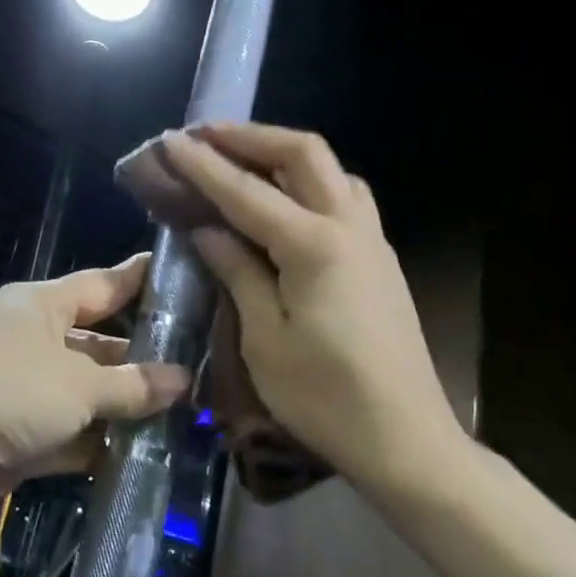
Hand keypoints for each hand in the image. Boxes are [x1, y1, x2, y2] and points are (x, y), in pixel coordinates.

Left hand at [0, 254, 189, 522]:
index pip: (104, 285)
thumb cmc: (5, 388)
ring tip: (189, 417)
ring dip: (127, 410)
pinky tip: (147, 457)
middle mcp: (35, 344)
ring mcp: (25, 395)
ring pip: (88, 397)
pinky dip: (100, 449)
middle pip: (100, 346)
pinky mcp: (19, 442)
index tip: (187, 281)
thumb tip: (183, 380)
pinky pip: (71, 441)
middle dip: (145, 359)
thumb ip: (131, 384)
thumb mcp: (78, 381)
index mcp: (44, 307)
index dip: (142, 282)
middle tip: (204, 368)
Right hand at [161, 124, 462, 489]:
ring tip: (244, 163)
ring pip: (332, 171)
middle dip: (252, 137)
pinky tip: (286, 206)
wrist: (406, 440)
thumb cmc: (325, 398)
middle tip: (207, 136)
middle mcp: (350, 228)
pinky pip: (345, 199)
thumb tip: (209, 229)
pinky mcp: (381, 262)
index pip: (247, 192)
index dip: (204, 165)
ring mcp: (373, 242)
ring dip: (285, 156)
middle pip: (304, 154)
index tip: (169, 141)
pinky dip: (310, 184)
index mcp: (315, 246)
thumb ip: (237, 272)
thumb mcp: (265, 339)